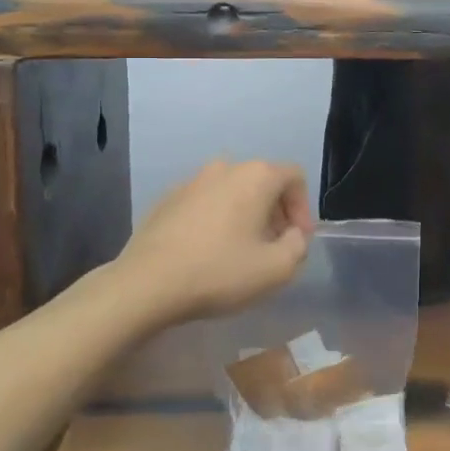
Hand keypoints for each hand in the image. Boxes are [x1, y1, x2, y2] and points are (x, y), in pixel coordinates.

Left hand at [115, 159, 314, 324]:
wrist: (146, 283)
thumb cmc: (219, 272)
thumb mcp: (276, 269)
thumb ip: (298, 246)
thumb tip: (292, 235)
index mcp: (256, 176)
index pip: (295, 178)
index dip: (304, 209)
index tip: (297, 240)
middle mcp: (225, 167)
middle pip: (264, 182)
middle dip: (275, 213)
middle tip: (273, 247)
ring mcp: (192, 181)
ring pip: (233, 192)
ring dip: (245, 216)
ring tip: (241, 251)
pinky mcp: (167, 199)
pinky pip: (205, 203)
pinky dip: (216, 220)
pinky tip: (208, 252)